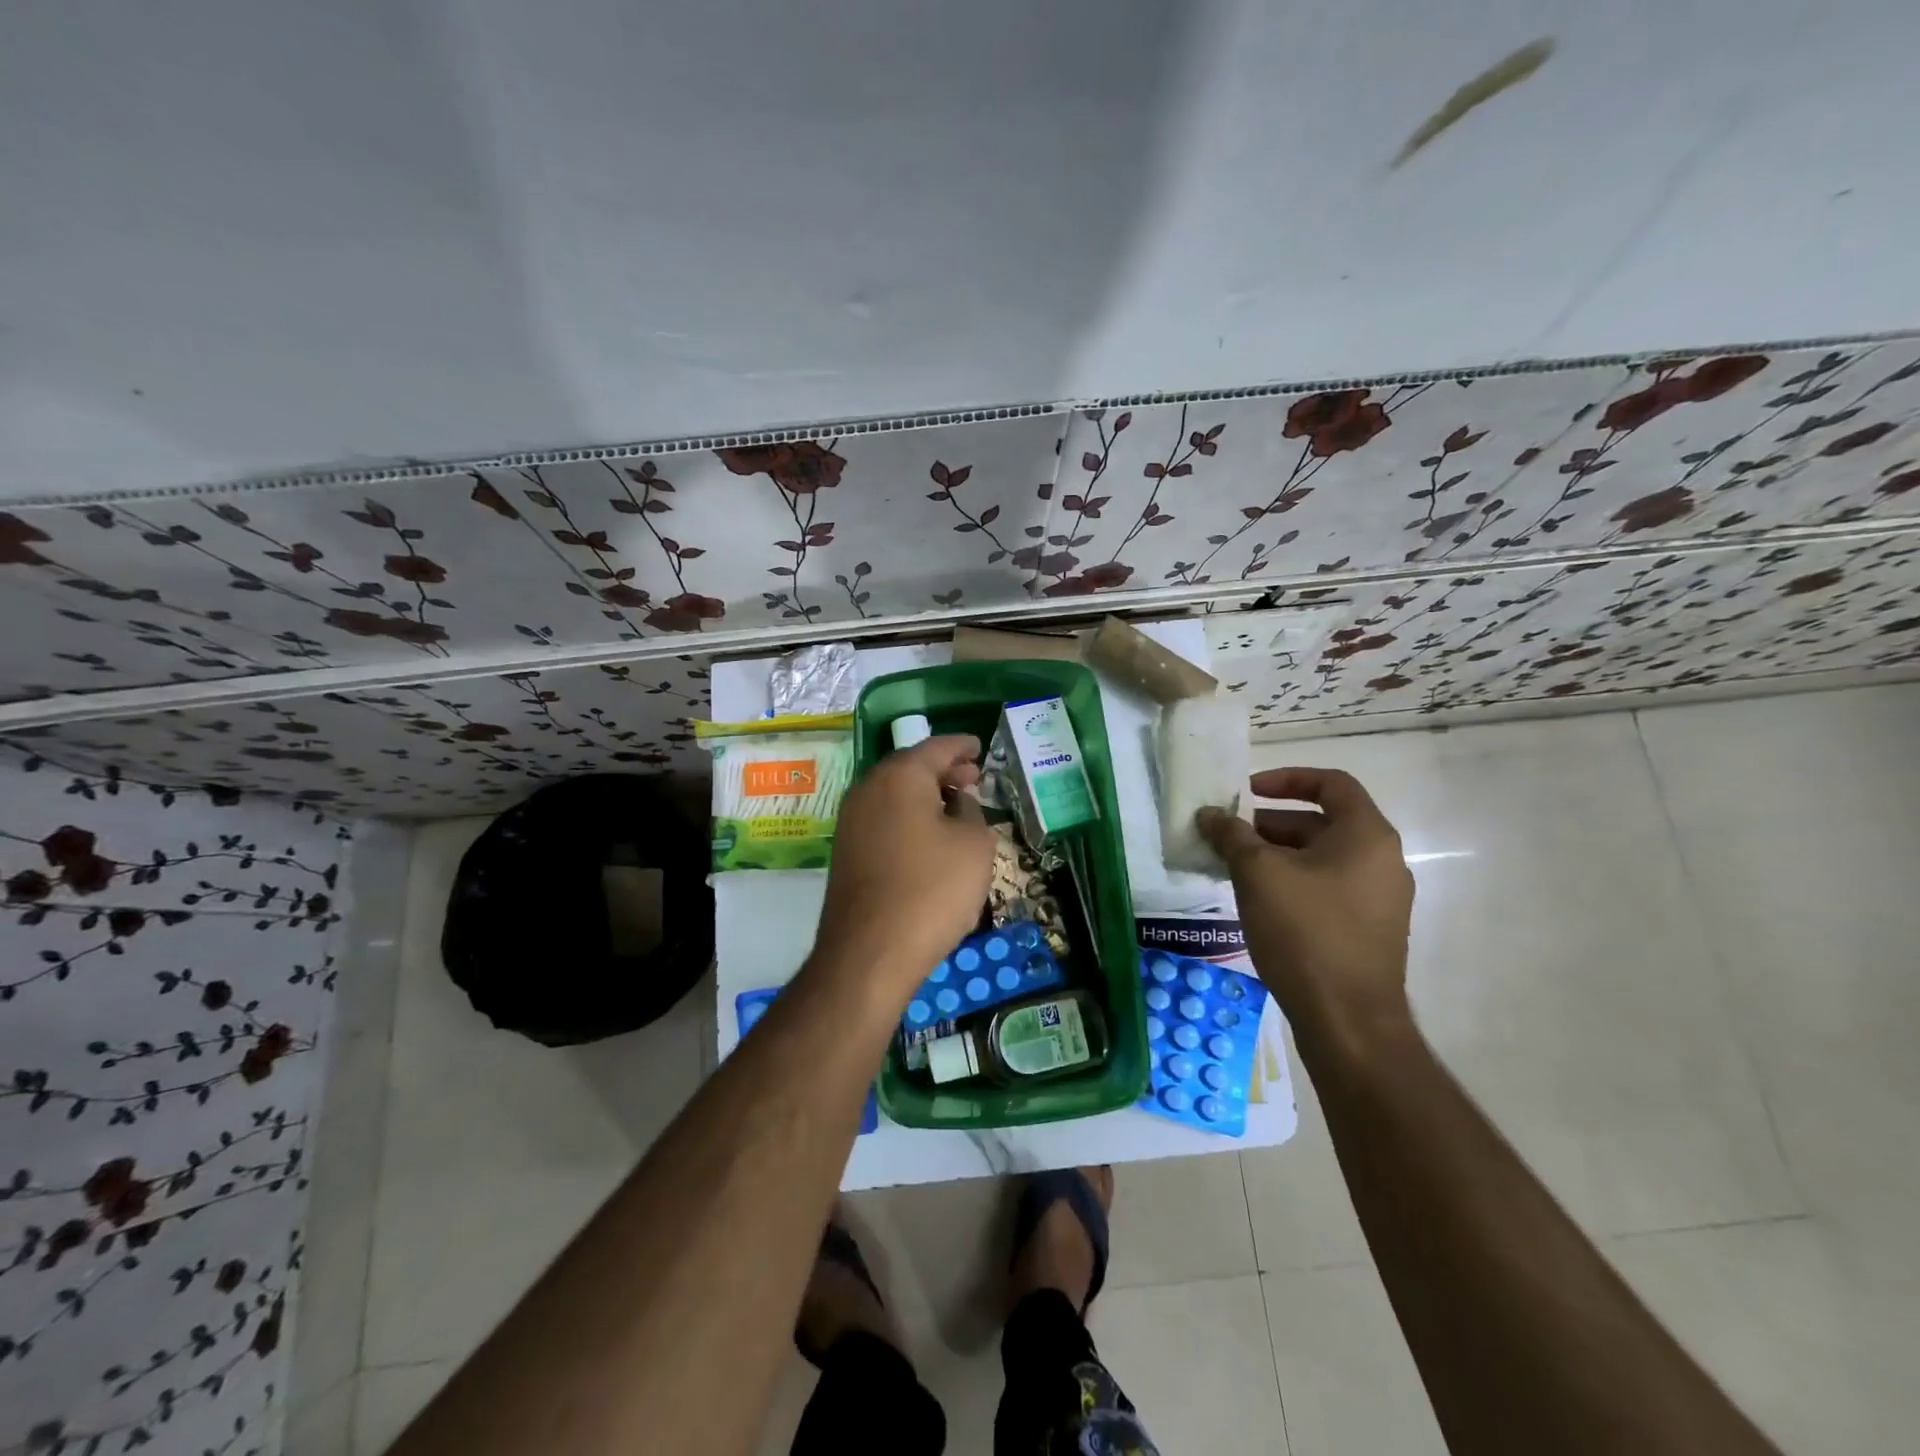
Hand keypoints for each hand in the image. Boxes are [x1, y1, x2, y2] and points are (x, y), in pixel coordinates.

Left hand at [813, 734, 995, 1000]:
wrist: (870, 953)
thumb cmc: (932, 890)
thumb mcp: (974, 845)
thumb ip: (971, 812)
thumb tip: (958, 802)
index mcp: (900, 776)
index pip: (937, 747)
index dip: (962, 746)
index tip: (979, 747)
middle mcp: (868, 789)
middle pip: (911, 767)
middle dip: (944, 770)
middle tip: (973, 777)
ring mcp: (851, 821)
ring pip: (895, 794)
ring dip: (926, 796)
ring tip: (956, 807)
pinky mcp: (846, 852)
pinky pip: (884, 819)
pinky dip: (909, 817)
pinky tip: (930, 837)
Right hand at [1197, 767, 1414, 1039]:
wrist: (1347, 1021)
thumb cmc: (1305, 932)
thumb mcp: (1258, 874)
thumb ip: (1232, 835)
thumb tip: (1210, 814)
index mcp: (1367, 836)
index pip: (1332, 783)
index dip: (1286, 778)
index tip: (1247, 790)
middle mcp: (1382, 861)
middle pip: (1323, 822)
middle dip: (1271, 823)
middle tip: (1229, 836)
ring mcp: (1379, 899)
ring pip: (1322, 858)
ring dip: (1277, 854)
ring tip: (1234, 868)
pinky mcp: (1368, 930)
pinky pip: (1327, 888)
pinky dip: (1293, 882)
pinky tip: (1257, 901)